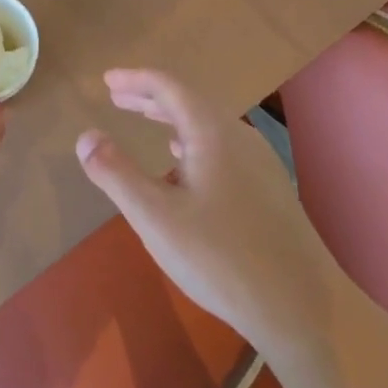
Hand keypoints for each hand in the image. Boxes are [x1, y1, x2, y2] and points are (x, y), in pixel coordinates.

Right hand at [76, 69, 346, 348]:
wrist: (302, 308)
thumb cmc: (220, 258)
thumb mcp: (155, 217)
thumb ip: (116, 174)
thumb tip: (85, 137)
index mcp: (212, 133)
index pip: (169, 87)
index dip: (135, 79)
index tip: (107, 79)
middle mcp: (239, 138)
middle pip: (190, 103)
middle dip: (150, 97)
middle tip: (116, 96)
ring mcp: (259, 164)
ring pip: (207, 127)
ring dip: (171, 120)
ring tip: (145, 122)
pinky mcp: (268, 190)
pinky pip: (221, 148)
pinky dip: (192, 144)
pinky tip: (184, 166)